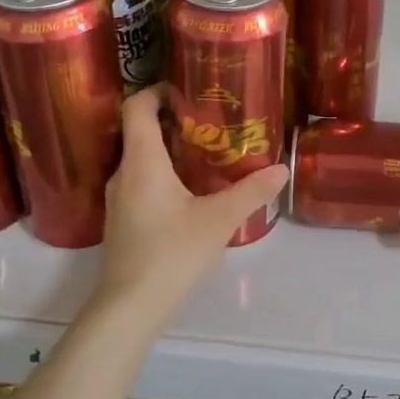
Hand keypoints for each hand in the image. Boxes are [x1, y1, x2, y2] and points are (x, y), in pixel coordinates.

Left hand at [91, 85, 288, 316]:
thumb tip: (282, 169)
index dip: (157, 91)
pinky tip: (189, 193)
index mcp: (142, 161)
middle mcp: (123, 173)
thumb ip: (251, 191)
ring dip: (167, 150)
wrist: (130, 307)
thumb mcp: (220, 219)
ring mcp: (117, 199)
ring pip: (139, 159)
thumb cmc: (172, 253)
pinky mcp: (121, 221)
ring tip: (204, 154)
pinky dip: (161, 174)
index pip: (137, 107)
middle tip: (209, 122)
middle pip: (139, 131)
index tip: (187, 91)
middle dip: (172, 121)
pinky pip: (139, 182)